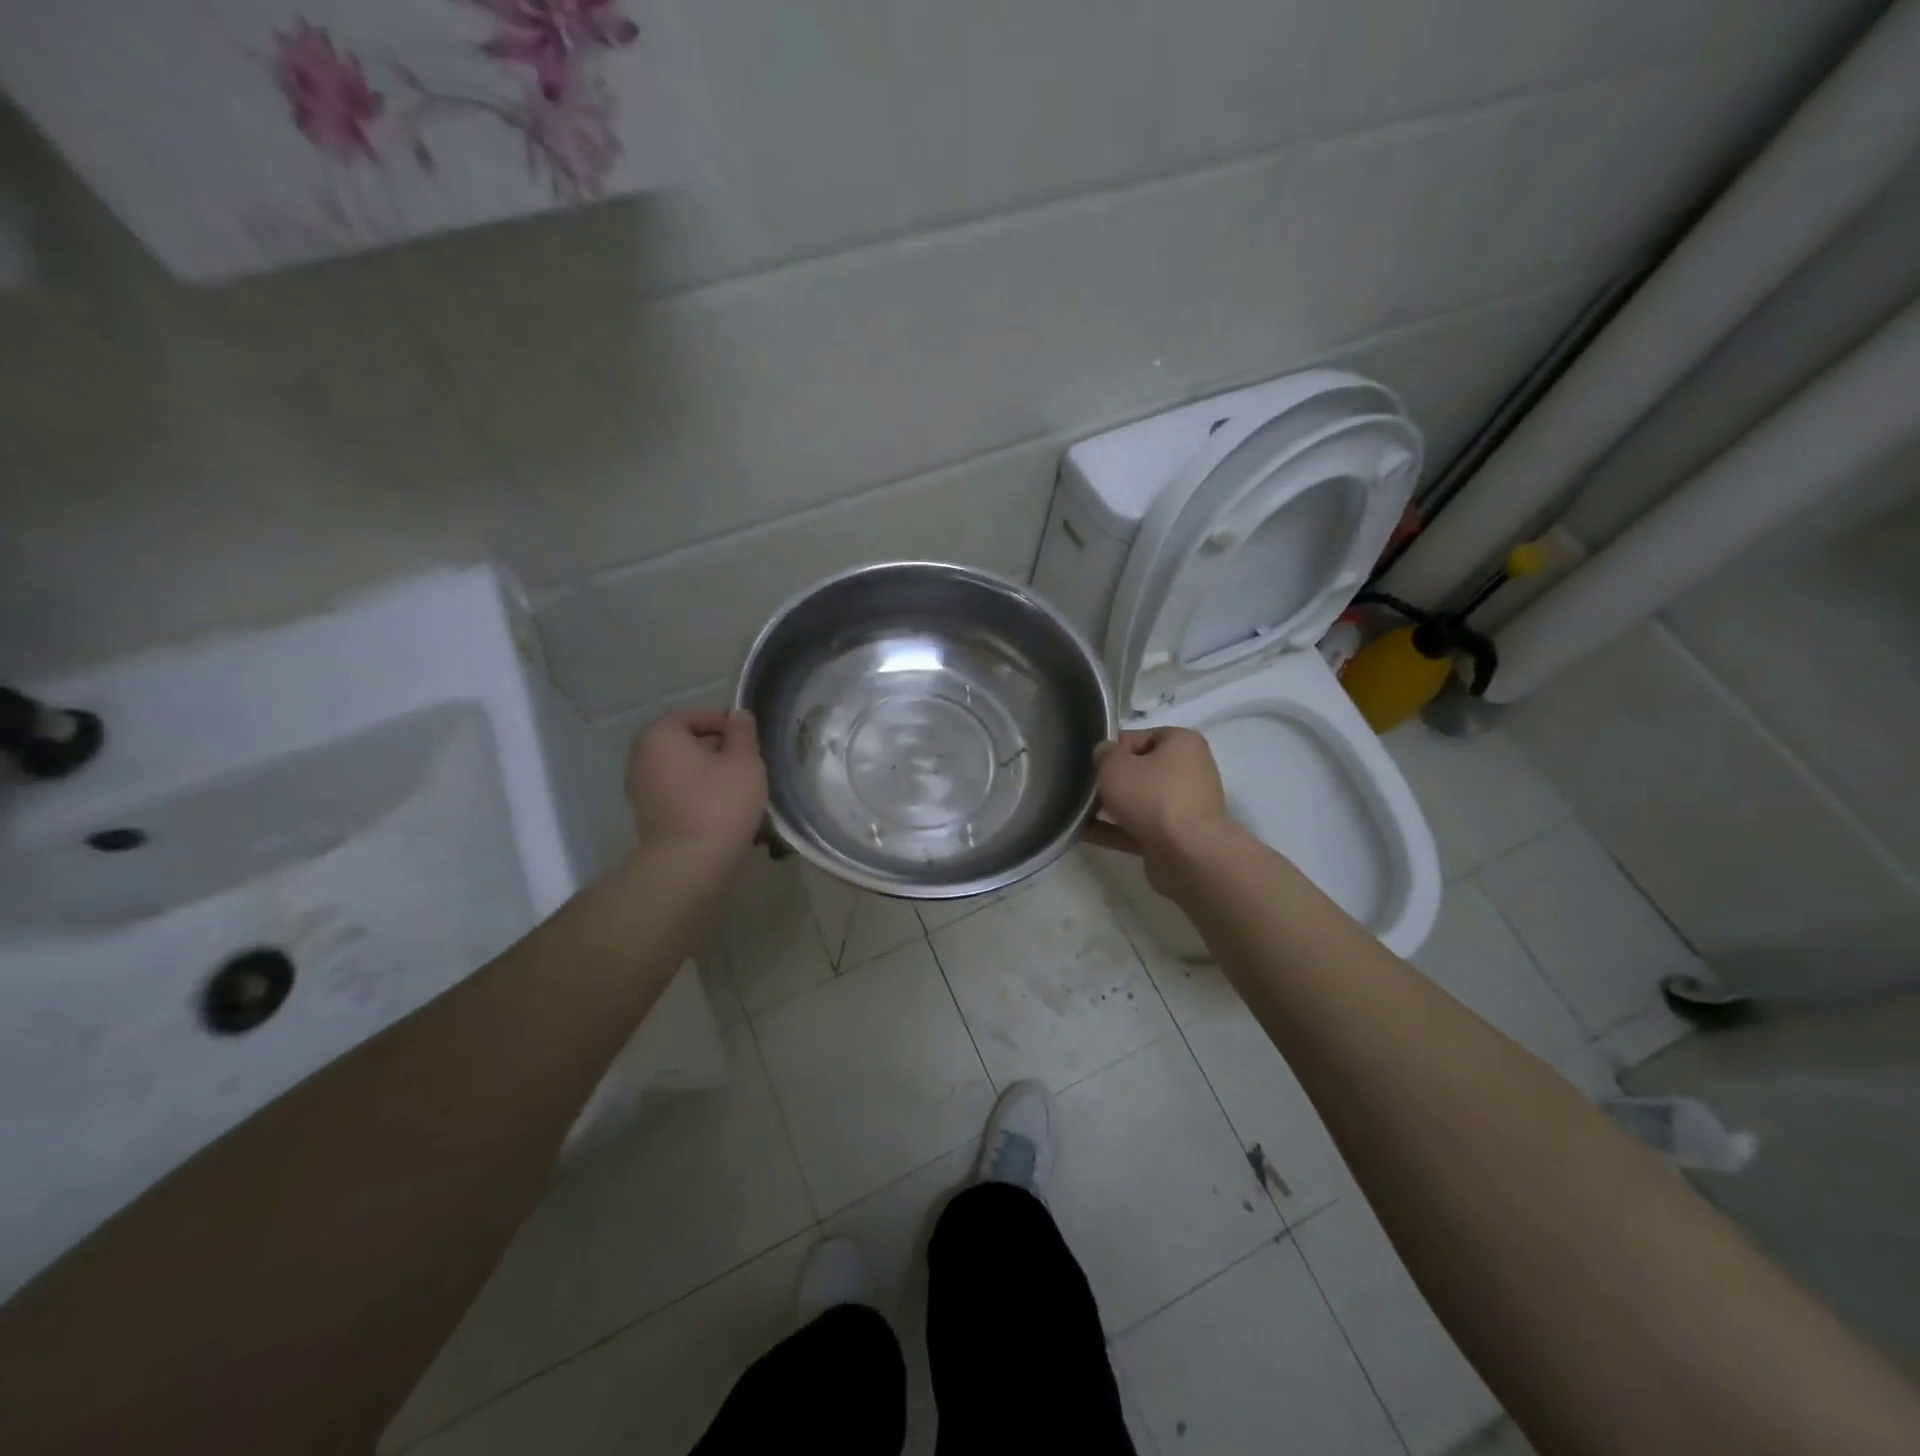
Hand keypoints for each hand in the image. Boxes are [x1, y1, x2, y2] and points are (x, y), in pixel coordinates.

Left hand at [624, 708, 767, 862]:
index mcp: (660, 734)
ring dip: (711, 774)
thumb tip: (738, 715)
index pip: (696, 715)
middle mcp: (642, 756)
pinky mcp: (648, 814)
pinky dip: (699, 794)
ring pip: (684, 769)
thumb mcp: (744, 761)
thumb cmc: (719, 803)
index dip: (726, 723)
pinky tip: (723, 809)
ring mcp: (641, 788)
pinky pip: (678, 792)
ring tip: (741, 788)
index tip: (750, 741)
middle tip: (749, 764)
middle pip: (687, 742)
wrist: (688, 864)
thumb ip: (743, 732)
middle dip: (719, 749)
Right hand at [1085, 728, 1237, 888]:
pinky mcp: (1177, 836)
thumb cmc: (1151, 796)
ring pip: (1141, 801)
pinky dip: (1116, 829)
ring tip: (1079, 812)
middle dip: (1113, 780)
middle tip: (1087, 788)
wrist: (1187, 854)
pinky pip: (1140, 827)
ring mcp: (1185, 806)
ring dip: (1112, 807)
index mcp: (1182, 743)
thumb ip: (1104, 753)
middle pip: (1142, 770)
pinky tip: (1086, 833)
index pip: (1141, 737)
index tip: (1093, 764)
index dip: (1113, 749)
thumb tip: (1105, 754)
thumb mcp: (1114, 765)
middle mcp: (1190, 771)